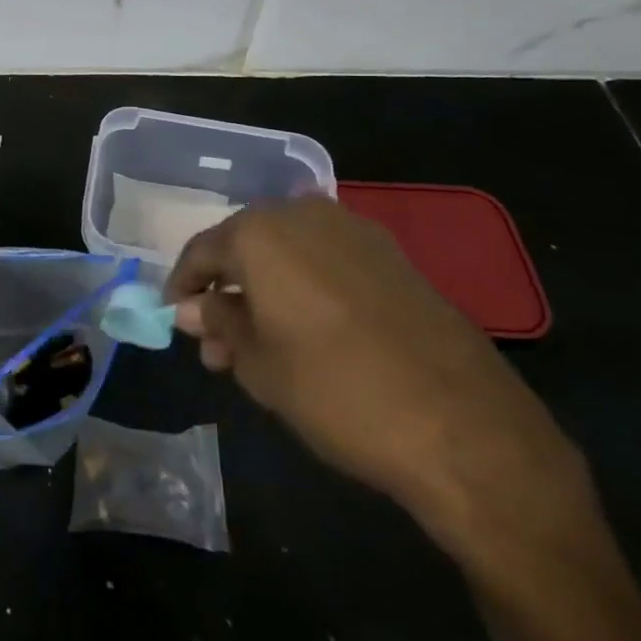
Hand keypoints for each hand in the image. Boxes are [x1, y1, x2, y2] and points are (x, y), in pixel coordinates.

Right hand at [167, 196, 583, 545]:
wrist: (464, 427)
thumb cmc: (337, 391)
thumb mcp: (260, 365)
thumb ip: (220, 323)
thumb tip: (194, 308)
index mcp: (261, 232)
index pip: (203, 250)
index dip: (183, 285)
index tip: (176, 319)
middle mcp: (303, 214)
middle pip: (246, 246)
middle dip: (227, 290)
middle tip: (218, 343)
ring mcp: (354, 230)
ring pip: (288, 253)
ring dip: (266, 290)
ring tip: (260, 344)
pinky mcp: (392, 256)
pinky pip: (327, 260)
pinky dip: (305, 287)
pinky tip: (307, 331)